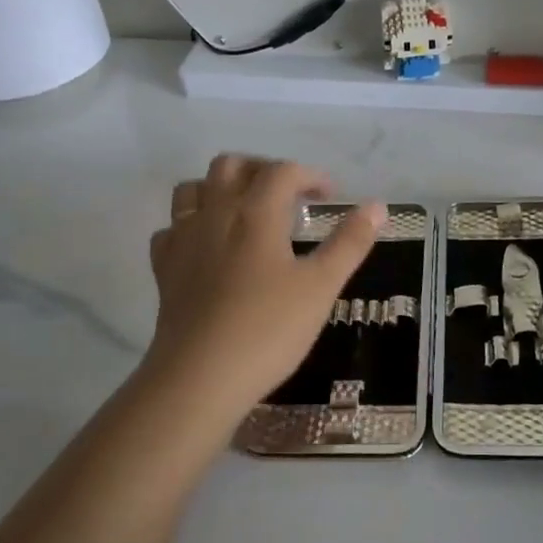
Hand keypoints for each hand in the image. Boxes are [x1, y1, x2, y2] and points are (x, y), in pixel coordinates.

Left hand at [139, 154, 384, 424]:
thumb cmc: (268, 329)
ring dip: (221, 188)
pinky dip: (191, 225)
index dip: (310, 176)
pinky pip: (172, 228)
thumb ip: (350, 243)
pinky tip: (208, 246)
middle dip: (262, 169)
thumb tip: (377, 206)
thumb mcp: (321, 287)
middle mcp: (215, 214)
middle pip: (231, 165)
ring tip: (245, 211)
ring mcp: (183, 239)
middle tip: (287, 195)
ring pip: (193, 189)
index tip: (330, 196)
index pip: (282, 171)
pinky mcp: (164, 268)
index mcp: (256, 212)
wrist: (200, 376)